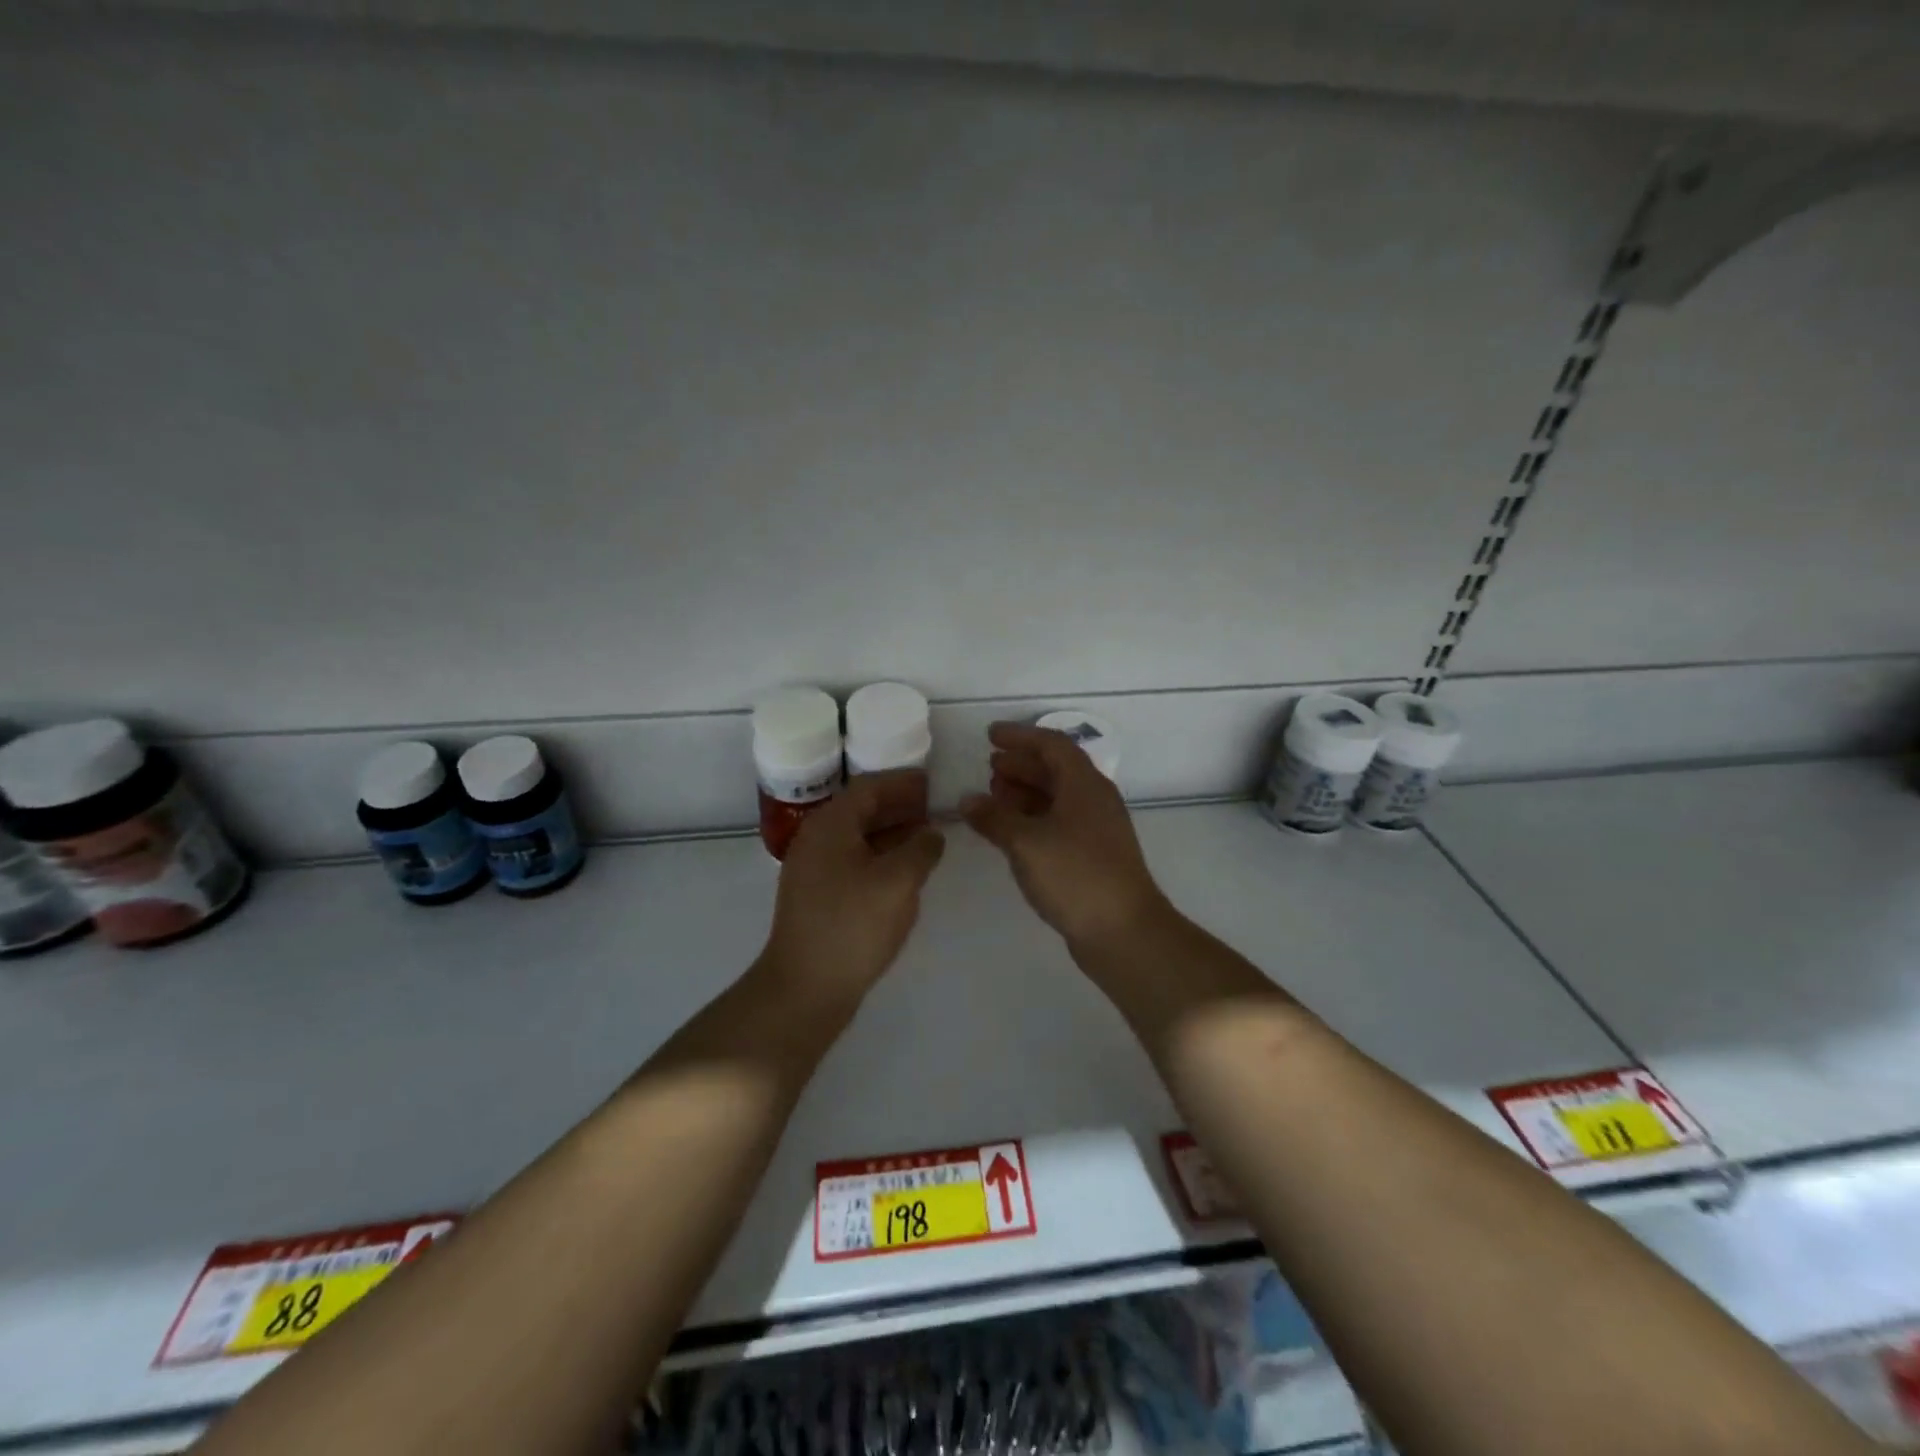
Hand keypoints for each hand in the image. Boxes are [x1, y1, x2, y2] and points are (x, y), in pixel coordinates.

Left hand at [760, 770, 945, 1010]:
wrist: (805, 988)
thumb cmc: (853, 925)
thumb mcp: (898, 882)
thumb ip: (921, 849)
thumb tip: (931, 833)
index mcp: (831, 825)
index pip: (869, 787)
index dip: (902, 782)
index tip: (932, 782)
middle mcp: (817, 839)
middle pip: (861, 809)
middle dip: (898, 806)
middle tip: (934, 807)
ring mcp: (813, 870)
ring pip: (857, 837)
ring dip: (891, 832)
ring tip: (926, 836)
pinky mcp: (817, 897)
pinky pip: (853, 861)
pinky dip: (880, 856)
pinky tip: (903, 871)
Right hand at [961, 723, 1168, 949]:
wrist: (1124, 931)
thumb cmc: (1075, 875)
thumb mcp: (1026, 842)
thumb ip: (994, 817)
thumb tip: (968, 800)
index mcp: (1084, 785)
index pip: (1052, 744)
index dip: (1020, 737)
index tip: (990, 736)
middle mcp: (1094, 800)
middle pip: (1056, 769)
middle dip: (1021, 765)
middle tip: (989, 767)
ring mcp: (1096, 829)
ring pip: (1057, 797)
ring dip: (1025, 792)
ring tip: (993, 797)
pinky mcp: (1092, 855)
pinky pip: (1058, 822)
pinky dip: (1032, 819)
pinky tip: (1011, 832)